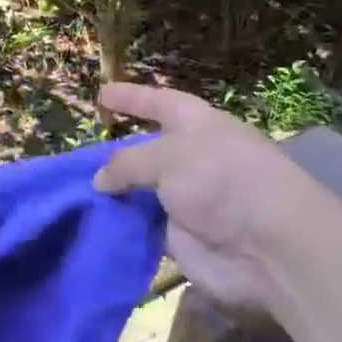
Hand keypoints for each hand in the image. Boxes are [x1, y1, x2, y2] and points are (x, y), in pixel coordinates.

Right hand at [94, 83, 310, 313]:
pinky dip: (122, 226)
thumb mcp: (169, 157)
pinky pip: (144, 228)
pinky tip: (91, 224)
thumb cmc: (222, 180)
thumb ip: (129, 163)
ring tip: (74, 192)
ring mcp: (188, 201)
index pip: (160, 103)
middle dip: (117, 154)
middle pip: (148, 151)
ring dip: (115, 194)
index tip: (102, 93)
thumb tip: (100, 180)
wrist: (268, 247)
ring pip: (142, 192)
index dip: (132, 97)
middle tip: (78, 157)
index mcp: (198, 126)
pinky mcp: (182, 239)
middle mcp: (193, 160)